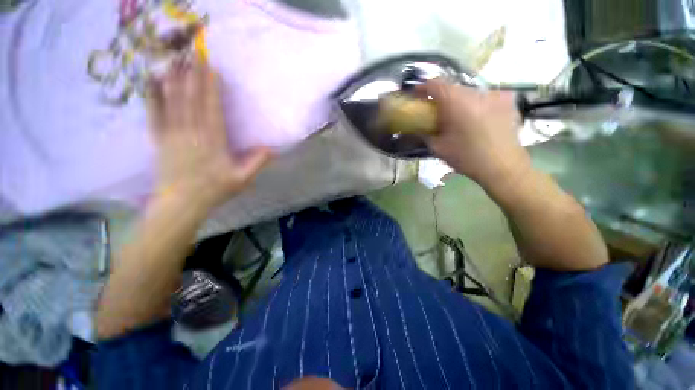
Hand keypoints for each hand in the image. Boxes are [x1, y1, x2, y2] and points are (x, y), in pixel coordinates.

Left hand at [147, 59, 271, 211]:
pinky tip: (153, 81)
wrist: (182, 203)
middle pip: (192, 99)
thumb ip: (257, 162)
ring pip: (173, 102)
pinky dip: (153, 96)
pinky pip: (155, 114)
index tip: (212, 68)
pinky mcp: (159, 139)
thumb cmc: (214, 190)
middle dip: (193, 75)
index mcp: (213, 141)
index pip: (211, 108)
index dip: (211, 87)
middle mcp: (191, 133)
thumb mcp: (242, 179)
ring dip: (175, 79)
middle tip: (194, 54)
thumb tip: (273, 149)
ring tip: (176, 60)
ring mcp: (172, 134)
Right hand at [419, 80, 529, 189]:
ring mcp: (495, 94)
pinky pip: (485, 97)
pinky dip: (475, 104)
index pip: (436, 84)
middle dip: (441, 97)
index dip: (423, 87)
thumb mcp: (438, 148)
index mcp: (457, 102)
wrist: (503, 167)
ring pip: (469, 92)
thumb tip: (417, 127)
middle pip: (453, 87)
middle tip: (435, 111)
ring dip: (458, 101)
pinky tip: (476, 118)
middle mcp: (477, 92)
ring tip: (456, 117)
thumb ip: (424, 133)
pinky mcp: (507, 101)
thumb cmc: (466, 158)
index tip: (416, 95)